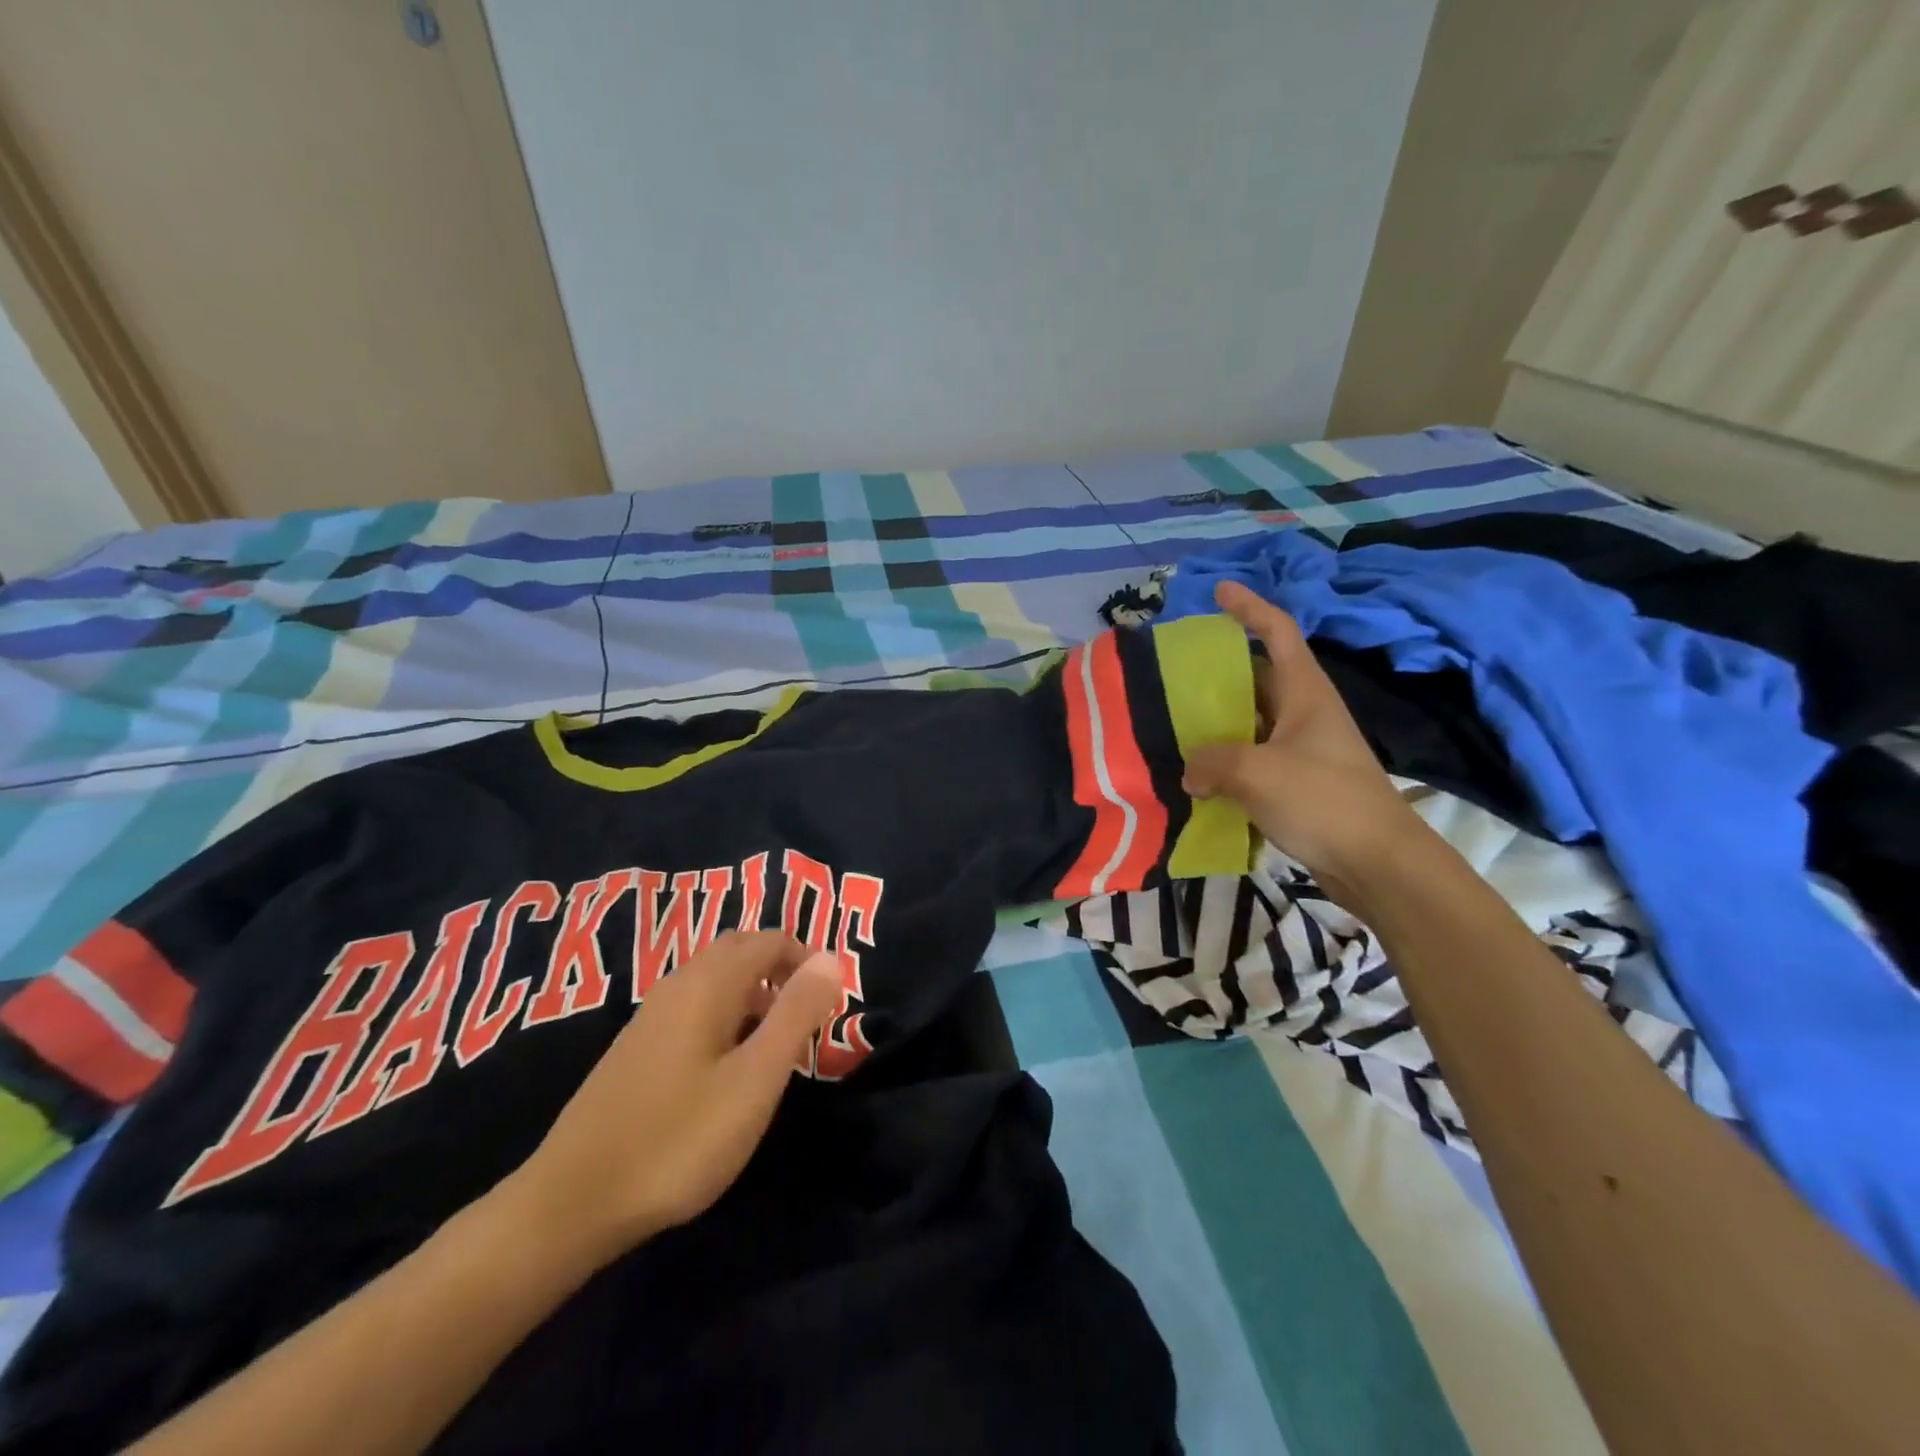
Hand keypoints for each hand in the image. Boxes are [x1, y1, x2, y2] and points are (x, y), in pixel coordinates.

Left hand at [505, 931, 840, 1262]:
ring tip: (778, 1041)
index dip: (808, 959)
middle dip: (782, 967)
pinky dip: (727, 1012)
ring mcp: (652, 1015)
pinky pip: (695, 1004)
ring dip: (755, 991)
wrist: (571, 1203)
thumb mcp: (755, 1080)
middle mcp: (678, 984)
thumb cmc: (678, 1139)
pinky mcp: (637, 1046)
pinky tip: (729, 1065)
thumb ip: (797, 1014)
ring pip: (716, 977)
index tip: (833, 1000)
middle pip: (740, 949)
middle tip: (809, 1013)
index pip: (770, 940)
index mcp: (709, 982)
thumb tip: (832, 959)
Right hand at [1183, 580, 1426, 902]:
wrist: (1378, 864)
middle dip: (1217, 672)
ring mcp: (1300, 750)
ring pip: (1249, 722)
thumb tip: (1188, 771)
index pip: (1278, 631)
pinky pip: (1251, 759)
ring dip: (1215, 723)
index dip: (1249, 607)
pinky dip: (1223, 762)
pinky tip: (1193, 777)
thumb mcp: (1257, 773)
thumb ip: (1211, 763)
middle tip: (1172, 674)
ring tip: (1171, 724)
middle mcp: (1303, 713)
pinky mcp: (1296, 783)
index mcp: (1305, 692)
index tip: (1219, 591)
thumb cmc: (1324, 801)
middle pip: (1256, 677)